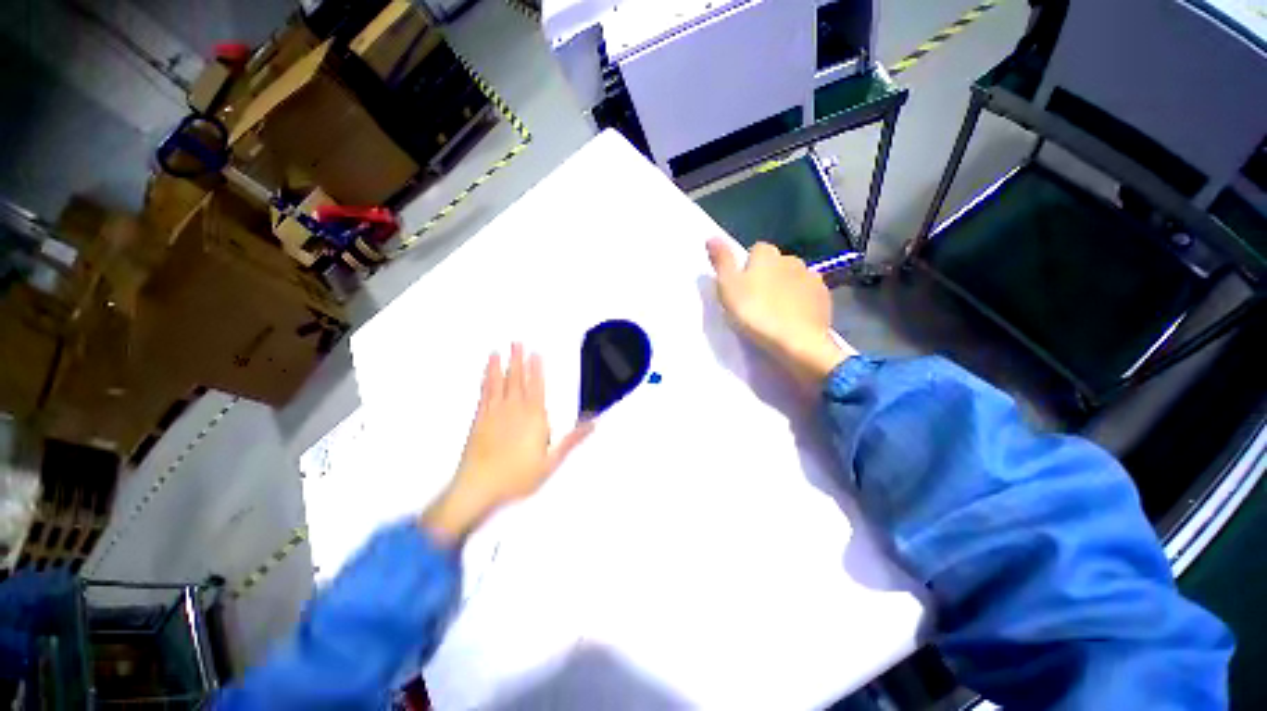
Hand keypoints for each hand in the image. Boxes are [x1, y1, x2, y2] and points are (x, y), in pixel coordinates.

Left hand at [422, 344, 593, 544]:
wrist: (479, 488)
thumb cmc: (518, 476)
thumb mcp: (551, 461)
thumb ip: (572, 439)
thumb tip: (593, 423)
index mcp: (533, 418)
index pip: (537, 387)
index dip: (536, 369)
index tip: (536, 353)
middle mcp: (514, 410)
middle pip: (517, 380)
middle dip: (517, 360)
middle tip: (516, 342)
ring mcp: (494, 413)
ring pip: (499, 383)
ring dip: (500, 366)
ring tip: (499, 351)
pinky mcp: (478, 420)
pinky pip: (484, 394)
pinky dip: (485, 380)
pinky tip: (486, 373)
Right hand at [706, 238, 856, 384]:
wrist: (796, 341)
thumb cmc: (755, 313)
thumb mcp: (728, 288)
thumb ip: (722, 261)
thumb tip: (712, 236)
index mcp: (767, 254)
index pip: (756, 250)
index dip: (747, 267)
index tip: (741, 287)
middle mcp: (792, 259)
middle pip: (776, 264)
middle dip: (768, 277)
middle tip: (756, 302)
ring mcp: (812, 277)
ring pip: (794, 278)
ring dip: (786, 288)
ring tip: (775, 312)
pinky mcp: (825, 297)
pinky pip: (808, 294)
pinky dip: (801, 302)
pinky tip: (793, 318)